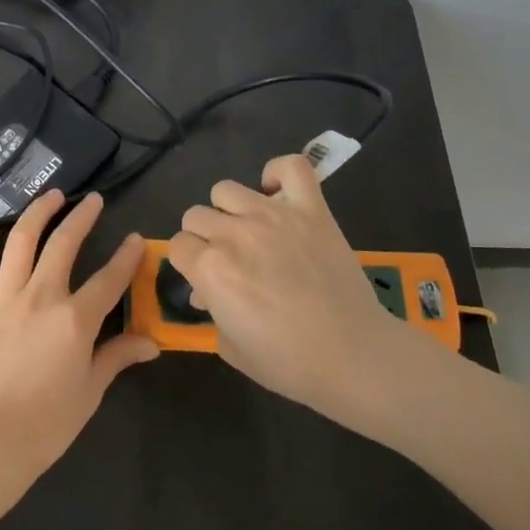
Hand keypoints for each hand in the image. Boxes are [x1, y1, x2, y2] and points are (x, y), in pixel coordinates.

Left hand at [0, 189, 157, 493]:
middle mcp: (40, 296)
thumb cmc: (46, 423)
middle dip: (83, 217)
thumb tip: (151, 343)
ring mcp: (1, 298)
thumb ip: (118, 357)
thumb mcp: (90, 390)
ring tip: (52, 196)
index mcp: (75, 319)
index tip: (135, 240)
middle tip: (93, 201)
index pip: (110, 278)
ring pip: (20, 241)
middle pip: (65, 244)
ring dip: (38, 213)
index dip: (127, 256)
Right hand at [169, 154, 427, 422]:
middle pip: (196, 215)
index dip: (189, 264)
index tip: (204, 279)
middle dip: (204, 238)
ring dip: (230, 210)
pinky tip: (277, 194)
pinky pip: (290, 167)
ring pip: (225, 189)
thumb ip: (212, 313)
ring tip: (249, 231)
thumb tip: (206, 293)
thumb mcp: (232, 347)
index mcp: (210, 268)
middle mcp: (234, 234)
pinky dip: (278, 174)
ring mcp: (273, 215)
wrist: (353, 355)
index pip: (177, 245)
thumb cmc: (288, 362)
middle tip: (227, 260)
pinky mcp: (310, 209)